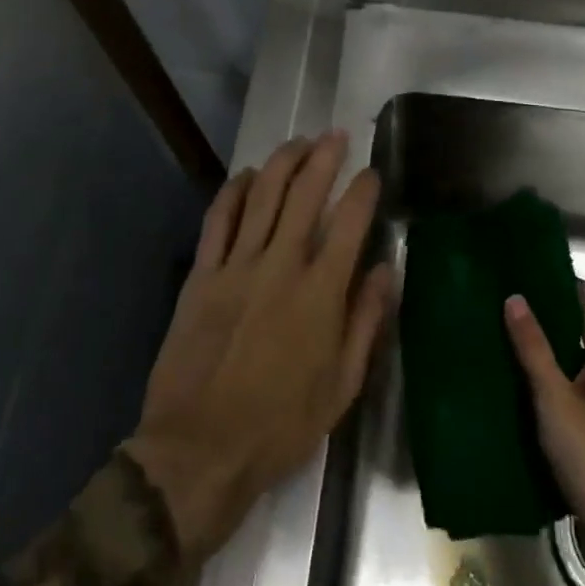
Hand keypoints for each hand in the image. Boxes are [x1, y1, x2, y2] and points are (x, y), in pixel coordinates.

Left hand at [127, 131, 394, 562]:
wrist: (200, 449)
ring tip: (298, 142)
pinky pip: (218, 220)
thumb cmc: (281, 426)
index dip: (363, 191)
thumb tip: (384, 271)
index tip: (372, 173)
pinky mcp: (202, 276)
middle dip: (323, 158)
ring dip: (282, 163)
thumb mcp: (342, 386)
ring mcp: (236, 267)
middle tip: (335, 136)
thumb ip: (365, 322)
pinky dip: (234, 191)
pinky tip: (247, 175)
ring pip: (262, 197)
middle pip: (304, 195)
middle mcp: (280, 267)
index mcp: (320, 294)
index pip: (349, 224)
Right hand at [505, 283, 584, 579]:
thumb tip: (515, 297)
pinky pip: (568, 387)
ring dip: (542, 346)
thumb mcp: (556, 401)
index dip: (561, 279)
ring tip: (498, 334)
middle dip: (545, 311)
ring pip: (572, 359)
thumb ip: (534, 350)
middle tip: (500, 300)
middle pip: (581, 327)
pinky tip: (514, 383)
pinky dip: (544, 377)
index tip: (523, 268)